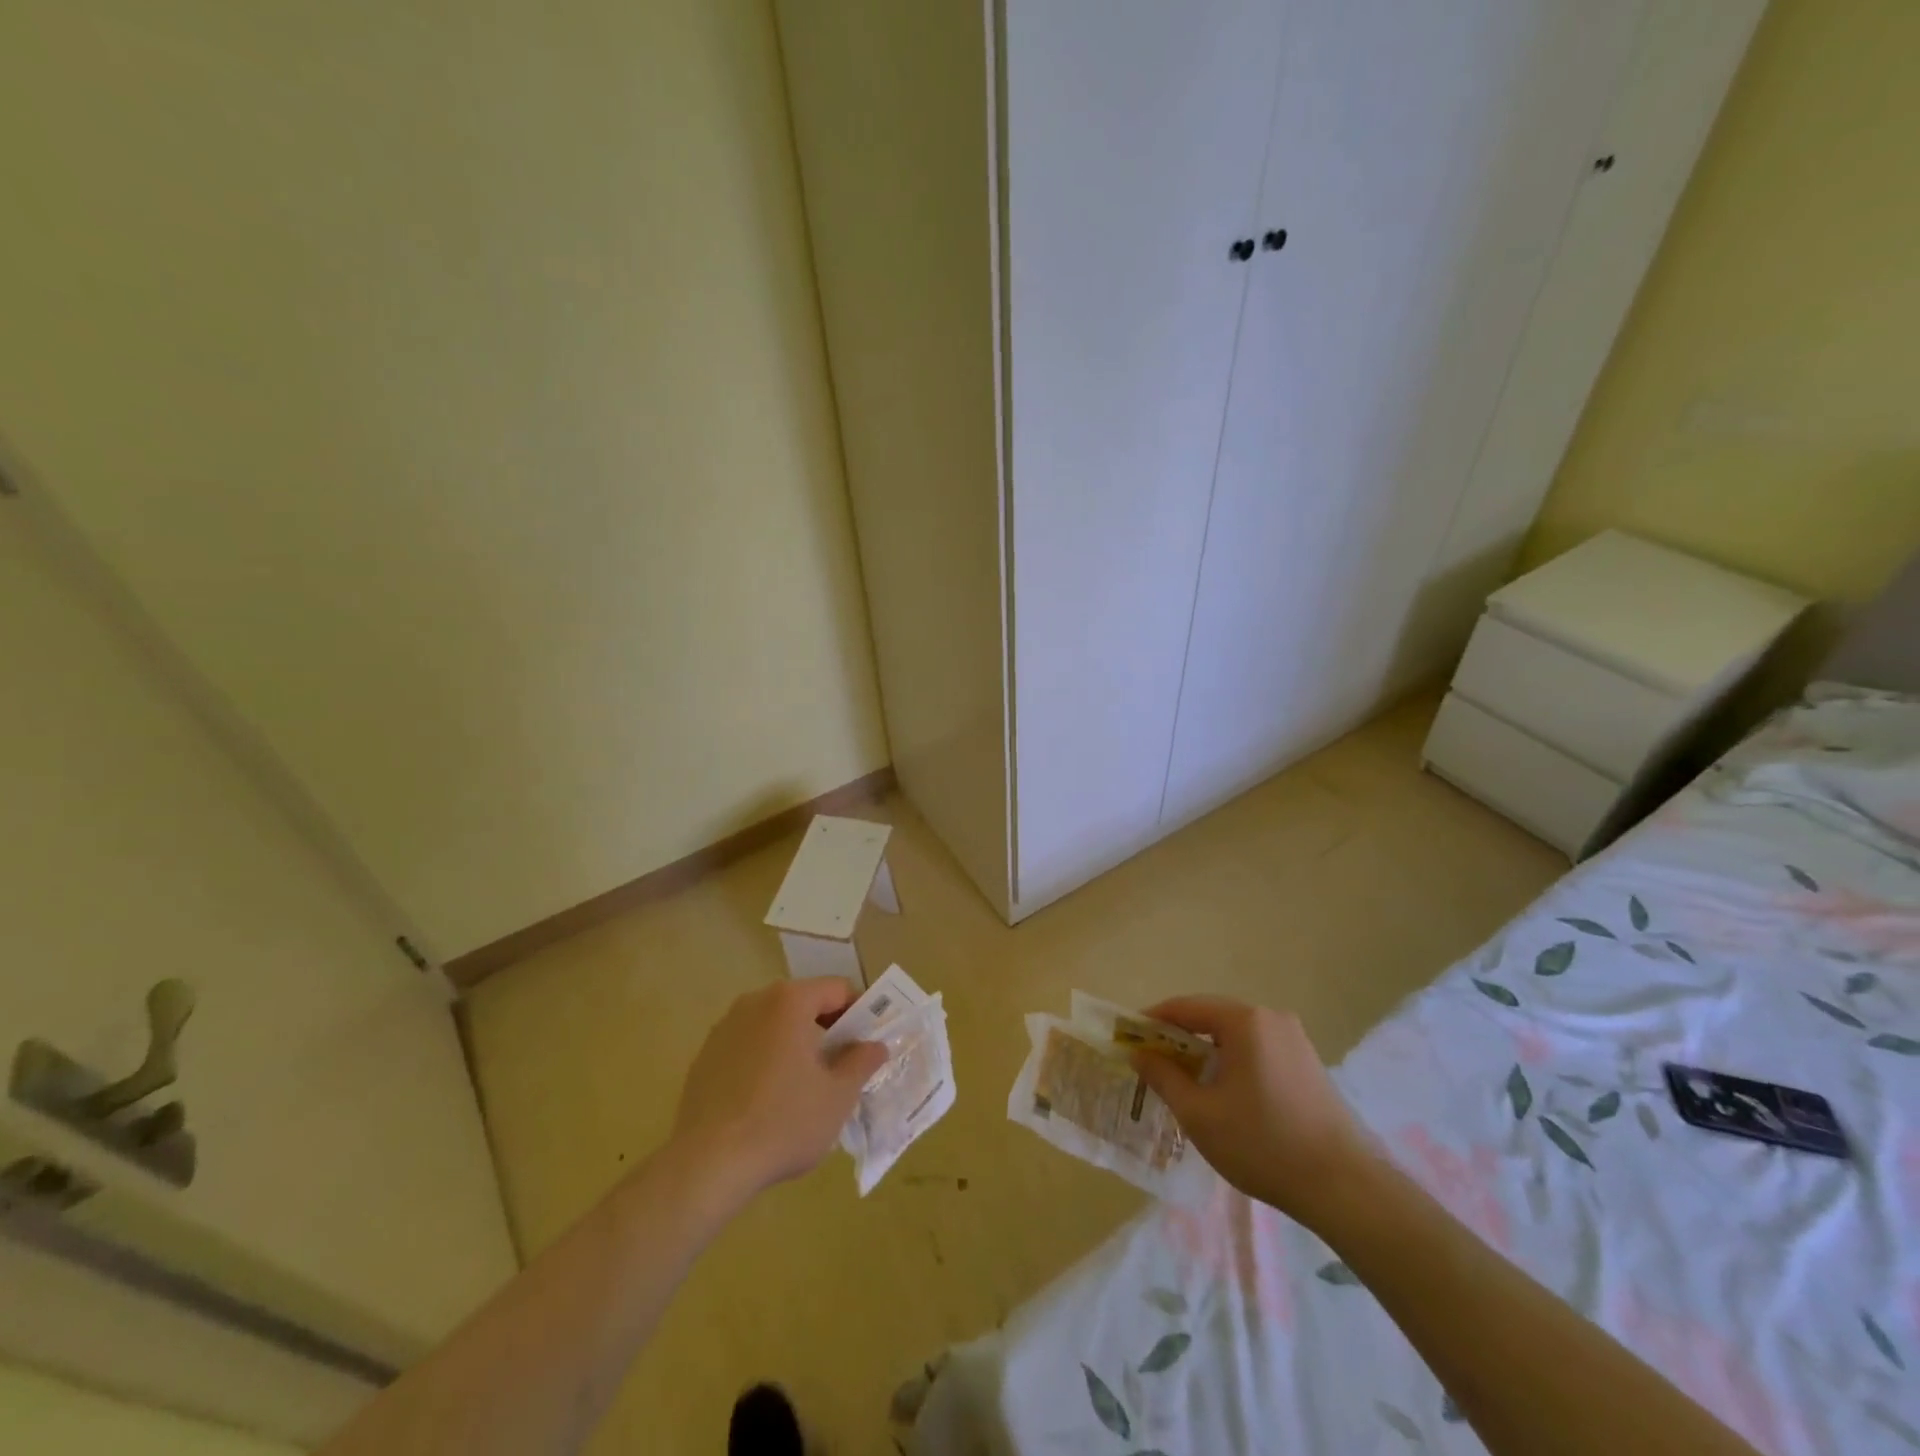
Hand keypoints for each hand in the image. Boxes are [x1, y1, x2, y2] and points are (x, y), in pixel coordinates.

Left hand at [671, 978, 887, 1200]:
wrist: (707, 1165)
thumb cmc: (783, 1123)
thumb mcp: (838, 1096)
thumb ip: (861, 1062)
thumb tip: (875, 1046)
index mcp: (790, 1001)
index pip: (837, 989)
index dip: (859, 1012)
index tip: (867, 1044)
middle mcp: (754, 1002)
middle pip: (804, 1003)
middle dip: (827, 1029)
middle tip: (842, 1066)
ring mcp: (725, 1028)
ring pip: (774, 1025)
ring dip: (795, 1044)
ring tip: (806, 1086)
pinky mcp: (705, 1056)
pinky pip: (748, 1046)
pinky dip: (765, 1060)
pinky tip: (768, 1100)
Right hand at [1131, 996, 1374, 1228]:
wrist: (1345, 1188)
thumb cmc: (1263, 1144)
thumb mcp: (1200, 1114)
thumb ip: (1163, 1077)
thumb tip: (1138, 1053)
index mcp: (1245, 1021)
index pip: (1186, 1007)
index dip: (1153, 1021)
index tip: (1129, 1038)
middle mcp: (1272, 1019)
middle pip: (1212, 1018)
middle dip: (1179, 1038)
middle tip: (1153, 1063)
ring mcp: (1295, 1040)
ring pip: (1236, 1037)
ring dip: (1206, 1053)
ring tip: (1184, 1081)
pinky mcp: (1309, 1064)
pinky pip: (1258, 1051)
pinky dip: (1233, 1063)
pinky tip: (1224, 1094)